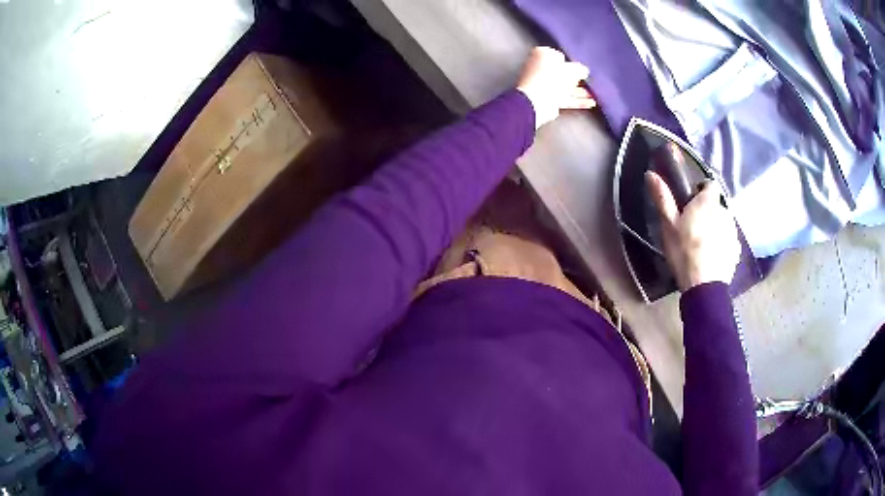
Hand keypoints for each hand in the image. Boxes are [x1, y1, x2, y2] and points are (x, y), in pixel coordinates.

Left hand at [517, 47, 595, 128]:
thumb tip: (584, 70)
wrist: (537, 101)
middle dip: (577, 78)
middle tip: (590, 81)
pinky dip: (577, 100)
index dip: (570, 62)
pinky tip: (590, 103)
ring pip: (565, 86)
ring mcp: (543, 84)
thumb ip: (580, 69)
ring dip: (580, 91)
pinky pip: (565, 97)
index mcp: (542, 55)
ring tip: (595, 94)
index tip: (581, 67)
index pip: (559, 56)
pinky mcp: (547, 99)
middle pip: (562, 72)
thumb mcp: (571, 69)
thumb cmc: (552, 78)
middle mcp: (540, 67)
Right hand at [645, 173, 740, 290]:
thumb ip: (663, 198)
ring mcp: (733, 232)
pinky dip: (722, 244)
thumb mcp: (669, 225)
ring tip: (703, 244)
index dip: (702, 190)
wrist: (704, 287)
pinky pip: (728, 240)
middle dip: (708, 211)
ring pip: (724, 222)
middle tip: (693, 227)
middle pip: (717, 205)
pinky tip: (712, 257)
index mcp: (708, 202)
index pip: (710, 184)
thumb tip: (651, 174)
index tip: (691, 202)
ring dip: (716, 227)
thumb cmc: (684, 252)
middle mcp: (725, 212)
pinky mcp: (736, 250)